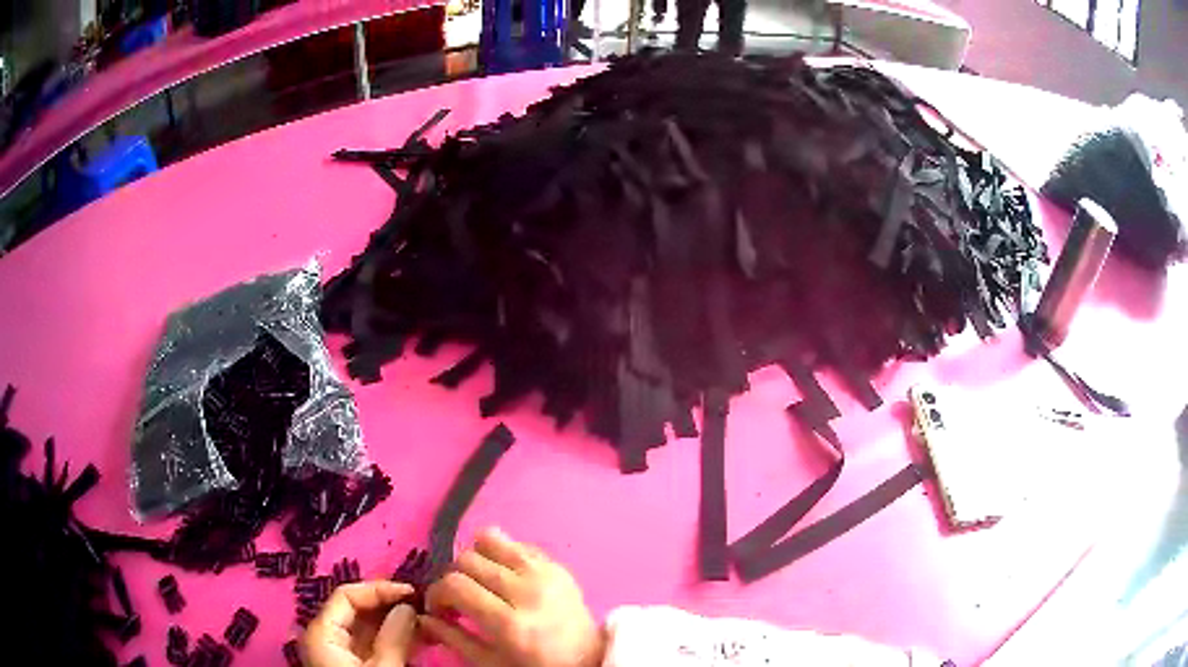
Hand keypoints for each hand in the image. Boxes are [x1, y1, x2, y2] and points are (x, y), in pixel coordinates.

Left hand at [303, 581, 418, 666]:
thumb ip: (393, 638)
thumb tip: (407, 607)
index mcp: (322, 632)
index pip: (347, 595)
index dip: (380, 589)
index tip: (413, 593)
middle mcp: (326, 637)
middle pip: (357, 610)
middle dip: (391, 606)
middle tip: (426, 607)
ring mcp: (339, 653)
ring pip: (368, 628)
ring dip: (397, 623)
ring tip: (428, 622)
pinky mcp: (353, 665)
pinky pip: (373, 645)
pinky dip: (394, 640)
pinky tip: (418, 639)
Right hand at [421, 528, 604, 666]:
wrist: (588, 660)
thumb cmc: (535, 666)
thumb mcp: (490, 663)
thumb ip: (453, 638)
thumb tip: (422, 617)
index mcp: (510, 623)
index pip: (456, 585)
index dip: (437, 593)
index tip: (438, 607)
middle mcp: (528, 591)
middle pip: (468, 559)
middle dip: (453, 577)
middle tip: (458, 598)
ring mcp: (546, 573)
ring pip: (490, 539)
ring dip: (476, 558)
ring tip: (480, 582)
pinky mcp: (558, 565)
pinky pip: (517, 543)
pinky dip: (502, 555)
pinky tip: (504, 578)